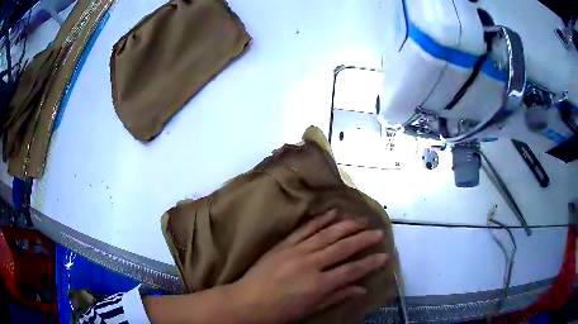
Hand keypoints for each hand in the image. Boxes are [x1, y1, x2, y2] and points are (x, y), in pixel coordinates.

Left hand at [232, 210, 387, 323]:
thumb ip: (337, 296)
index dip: (370, 263)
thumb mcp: (311, 309)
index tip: (384, 255)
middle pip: (342, 247)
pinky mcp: (284, 244)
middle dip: (363, 239)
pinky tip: (331, 212)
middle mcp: (311, 263)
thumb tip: (361, 288)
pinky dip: (319, 219)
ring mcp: (296, 251)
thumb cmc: (280, 311)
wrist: (247, 302)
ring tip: (361, 219)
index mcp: (319, 284)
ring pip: (326, 234)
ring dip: (346, 225)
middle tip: (378, 232)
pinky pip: (304, 229)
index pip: (351, 270)